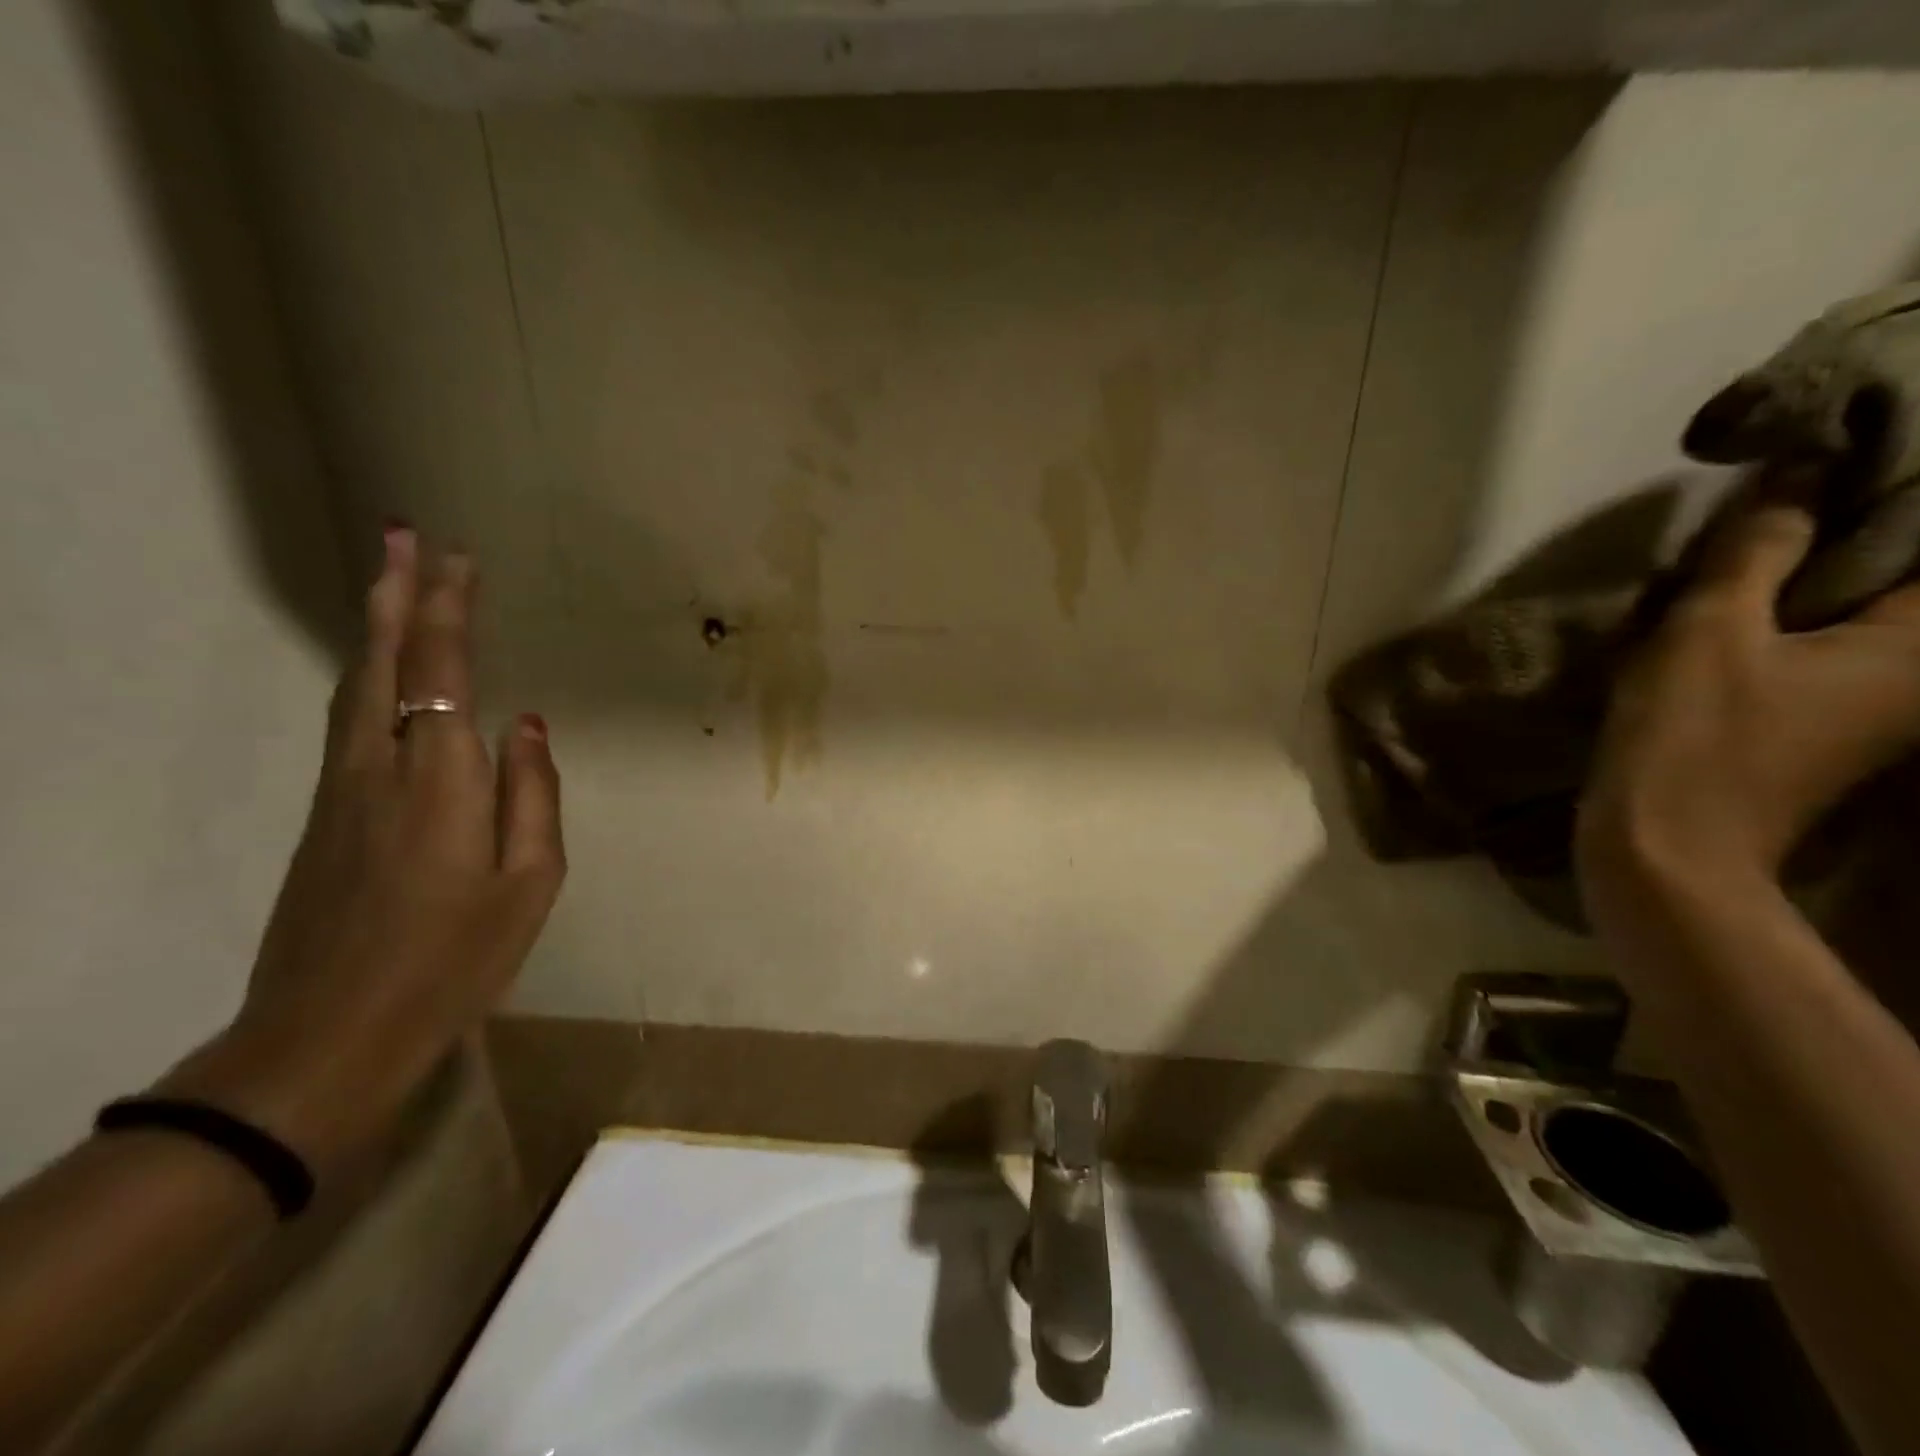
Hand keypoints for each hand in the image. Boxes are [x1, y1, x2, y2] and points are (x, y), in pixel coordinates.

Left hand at [162, 527, 564, 1171]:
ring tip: (392, 583)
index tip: (455, 557)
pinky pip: (350, 723)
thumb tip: (525, 724)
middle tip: (403, 535)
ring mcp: (341, 792)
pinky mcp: (325, 817)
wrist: (327, 1036)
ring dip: (376, 628)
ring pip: (355, 689)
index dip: (447, 611)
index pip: (441, 674)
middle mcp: (379, 770)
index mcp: (439, 783)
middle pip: (382, 664)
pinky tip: (384, 673)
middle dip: (395, 595)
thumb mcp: (529, 885)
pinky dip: (368, 676)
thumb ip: (532, 796)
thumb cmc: (453, 962)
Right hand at [1579, 500, 1919, 888]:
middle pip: (1903, 573)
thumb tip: (1794, 474)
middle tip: (1777, 497)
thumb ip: (1753, 552)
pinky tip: (1739, 603)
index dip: (1886, 487)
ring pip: (1862, 607)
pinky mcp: (1828, 723)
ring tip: (1749, 543)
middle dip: (1848, 527)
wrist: (1667, 847)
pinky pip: (1829, 642)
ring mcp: (1878, 702)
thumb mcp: (1709, 633)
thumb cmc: (1694, 738)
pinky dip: (1794, 613)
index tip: (1826, 459)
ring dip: (1813, 572)